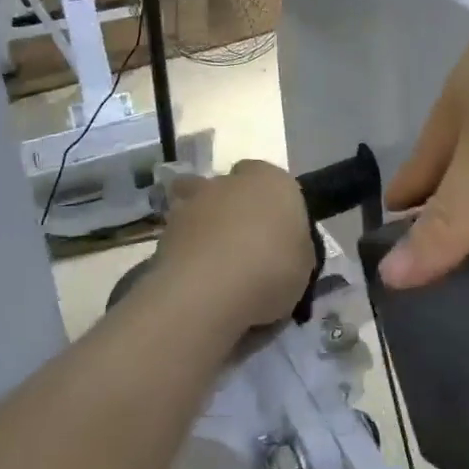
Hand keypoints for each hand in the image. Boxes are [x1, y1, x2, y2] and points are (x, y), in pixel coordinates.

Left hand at [155, 160, 314, 330]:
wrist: (210, 291)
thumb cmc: (272, 267)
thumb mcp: (305, 263)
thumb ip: (293, 246)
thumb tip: (285, 248)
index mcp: (271, 180)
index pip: (269, 177)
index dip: (269, 202)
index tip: (273, 230)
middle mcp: (229, 181)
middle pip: (229, 188)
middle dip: (232, 209)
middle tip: (242, 245)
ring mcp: (192, 203)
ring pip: (197, 207)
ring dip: (203, 227)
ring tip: (213, 265)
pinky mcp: (163, 231)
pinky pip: (179, 238)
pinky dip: (185, 253)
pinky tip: (195, 281)